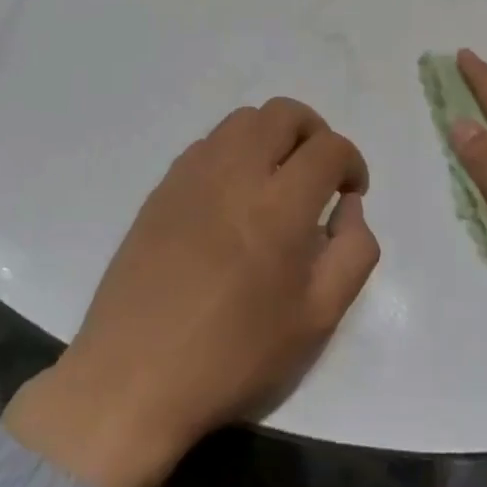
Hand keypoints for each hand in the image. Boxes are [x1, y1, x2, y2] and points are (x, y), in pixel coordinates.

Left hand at [5, 98, 378, 486]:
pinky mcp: (163, 185)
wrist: (135, 373)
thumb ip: (351, 253)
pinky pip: (209, 143)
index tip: (351, 191)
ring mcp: (193, 173)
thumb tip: (348, 206)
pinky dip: (235, 150)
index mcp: (280, 205)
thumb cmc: (234, 355)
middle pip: (283, 113)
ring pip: (243, 120)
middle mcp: (236, 172)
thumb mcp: (316, 320)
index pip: (328, 148)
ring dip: (272, 136)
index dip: (351, 162)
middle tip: (319, 173)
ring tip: (278, 180)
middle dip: (314, 132)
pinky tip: (234, 195)